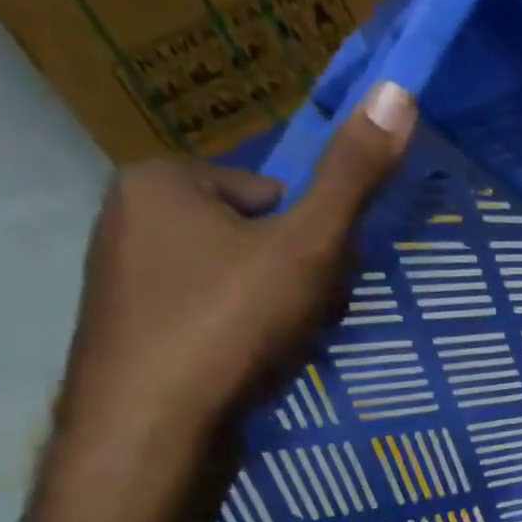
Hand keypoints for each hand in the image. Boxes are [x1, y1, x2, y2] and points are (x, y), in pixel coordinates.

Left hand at [58, 81, 417, 454]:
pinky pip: (207, 318)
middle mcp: (128, 218)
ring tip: (280, 351)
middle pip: (253, 237)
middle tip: (304, 321)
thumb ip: (352, 176)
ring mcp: (123, 281)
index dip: (312, 239)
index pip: (272, 193)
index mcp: (162, 180)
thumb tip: (399, 90)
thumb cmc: (229, 324)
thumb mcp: (308, 246)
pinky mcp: (131, 335)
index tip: (320, 282)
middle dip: (292, 277)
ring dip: (272, 311)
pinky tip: (250, 370)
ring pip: (233, 282)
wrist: (151, 431)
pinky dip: (239, 339)